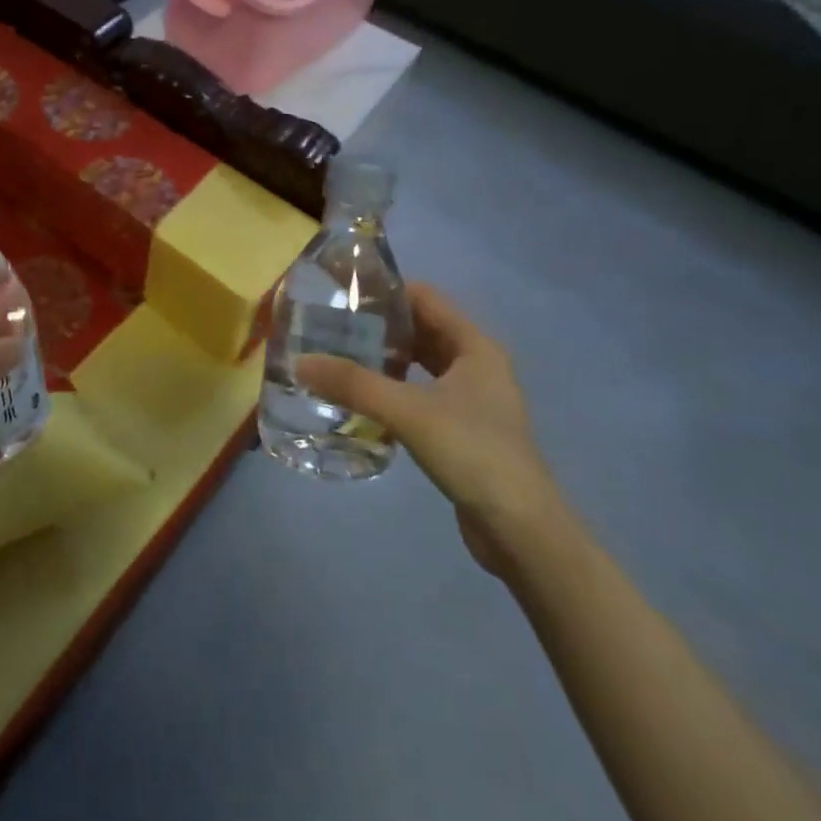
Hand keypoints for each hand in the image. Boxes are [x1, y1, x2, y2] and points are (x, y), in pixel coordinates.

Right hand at [296, 285, 562, 577]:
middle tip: (331, 325)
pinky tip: (363, 398)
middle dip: (379, 324)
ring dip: (386, 357)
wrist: (521, 530)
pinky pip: (422, 392)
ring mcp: (472, 398)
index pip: (425, 297)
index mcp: (475, 345)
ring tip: (339, 356)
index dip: (385, 290)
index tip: (341, 293)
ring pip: (422, 362)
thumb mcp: (408, 412)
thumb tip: (300, 363)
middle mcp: (477, 363)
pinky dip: (395, 387)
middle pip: (422, 328)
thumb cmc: (473, 453)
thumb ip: (353, 384)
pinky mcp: (464, 428)